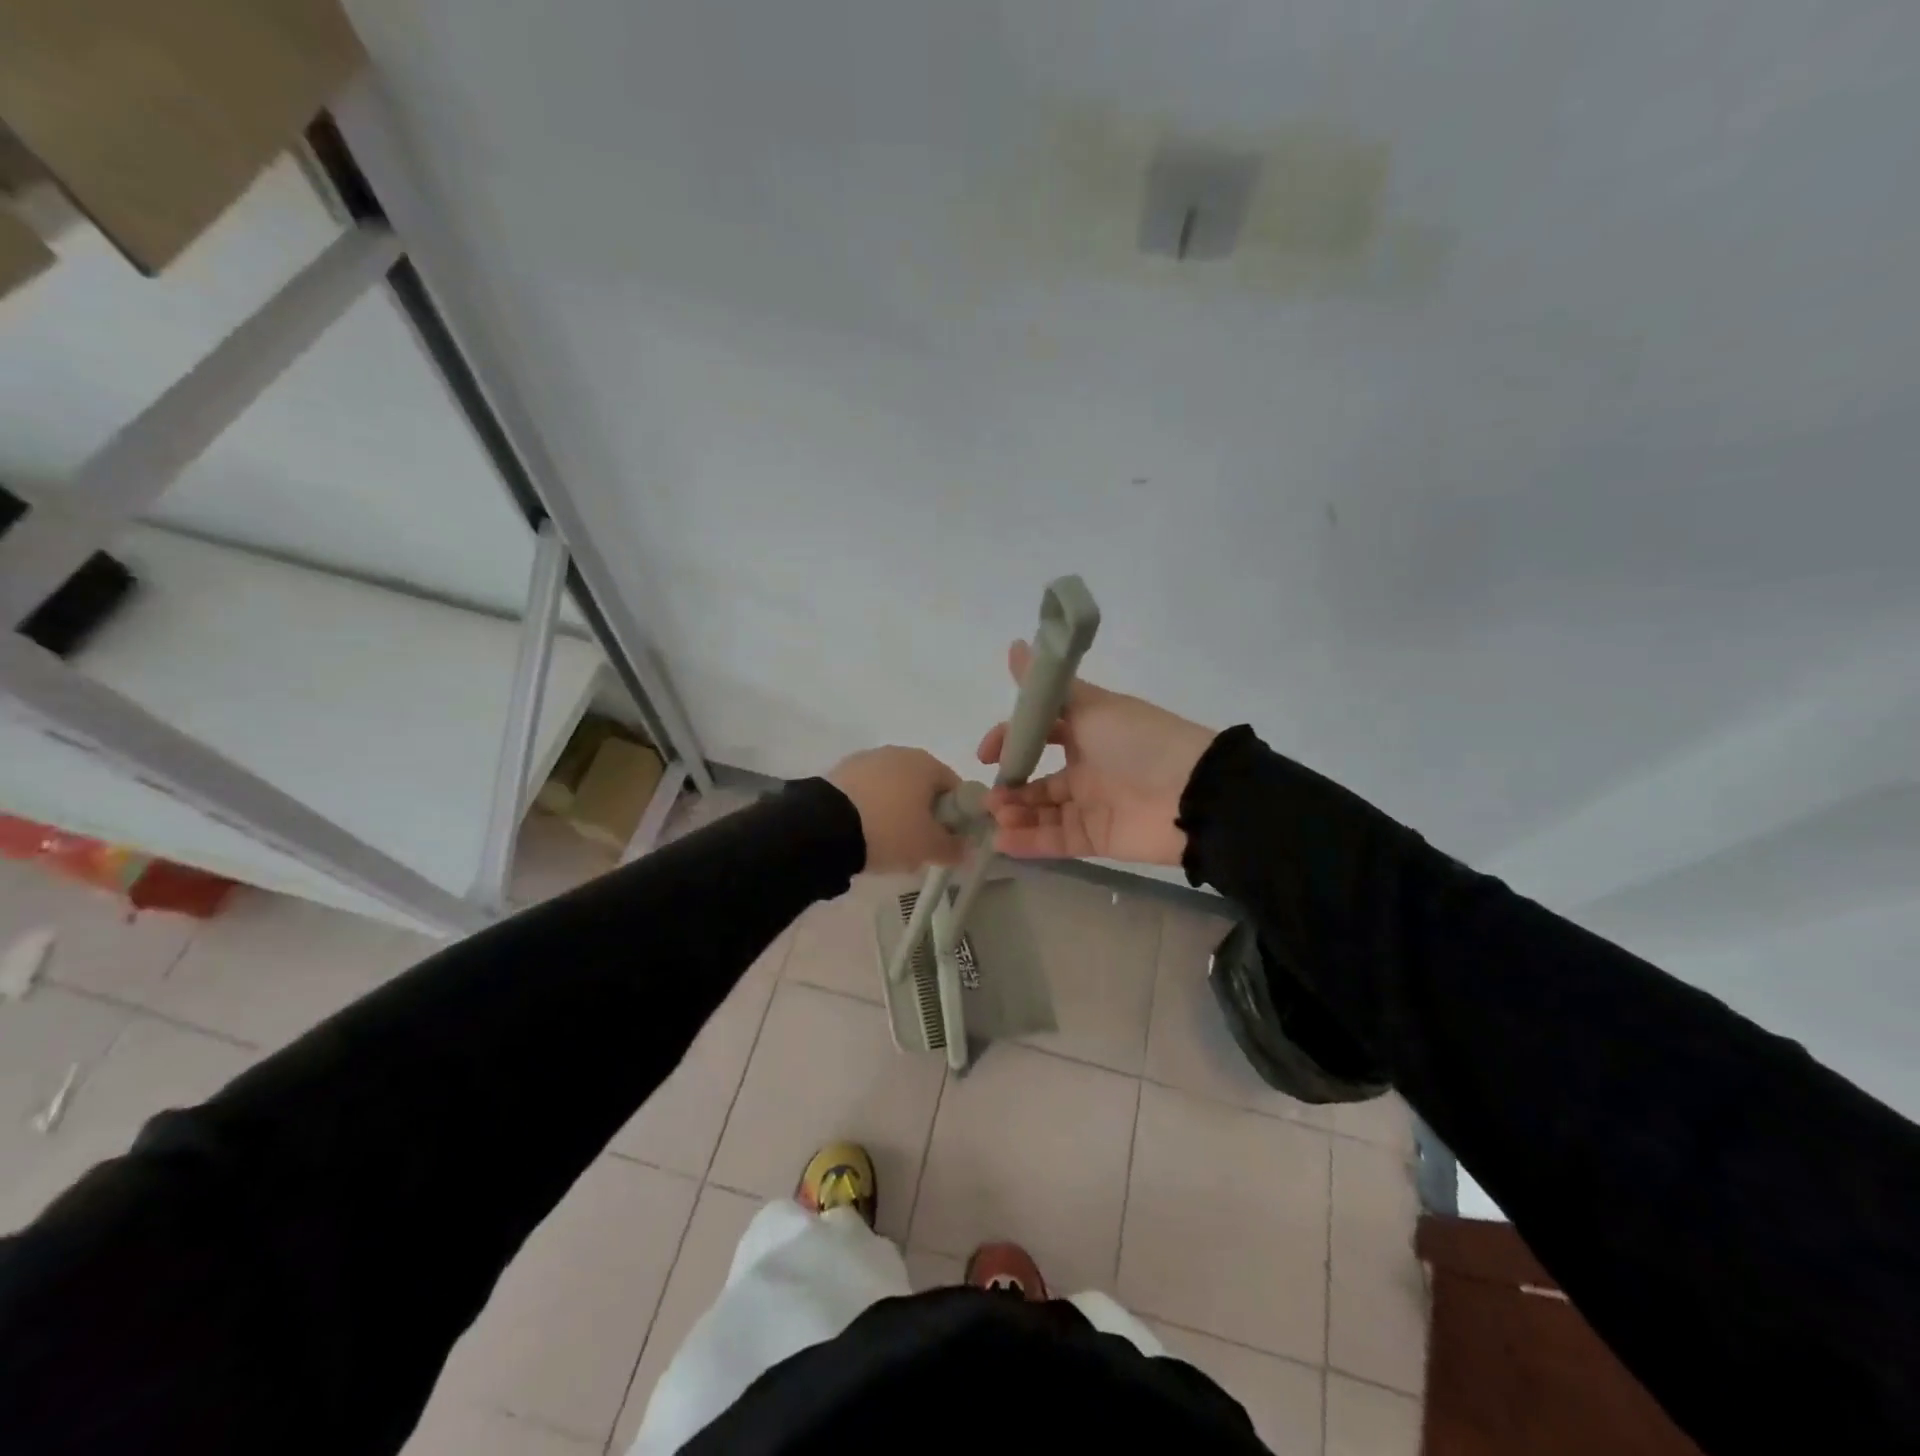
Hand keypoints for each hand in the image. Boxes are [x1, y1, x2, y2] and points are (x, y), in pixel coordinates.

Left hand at [827, 746, 966, 872]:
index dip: (956, 816)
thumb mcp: (929, 847)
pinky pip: (867, 792)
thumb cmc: (890, 830)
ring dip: (896, 811)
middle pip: (922, 786)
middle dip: (924, 814)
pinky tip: (863, 832)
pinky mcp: (840, 771)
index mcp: (927, 763)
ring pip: (893, 788)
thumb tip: (963, 848)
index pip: (955, 788)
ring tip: (887, 843)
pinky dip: (870, 808)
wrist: (825, 826)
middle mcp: (899, 752)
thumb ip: (953, 847)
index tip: (947, 841)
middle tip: (918, 845)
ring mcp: (867, 759)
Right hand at [977, 641, 1216, 865]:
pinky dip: (1029, 842)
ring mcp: (1091, 805)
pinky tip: (1003, 842)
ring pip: (1042, 812)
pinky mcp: (1096, 839)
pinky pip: (1057, 840)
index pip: (1037, 734)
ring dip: (1015, 815)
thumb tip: (1014, 645)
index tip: (987, 755)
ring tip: (998, 819)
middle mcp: (1086, 767)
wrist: (1192, 793)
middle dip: (1010, 787)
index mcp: (1086, 731)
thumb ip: (1046, 688)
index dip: (1009, 741)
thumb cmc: (1137, 742)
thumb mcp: (1090, 706)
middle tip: (990, 798)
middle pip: (1037, 780)